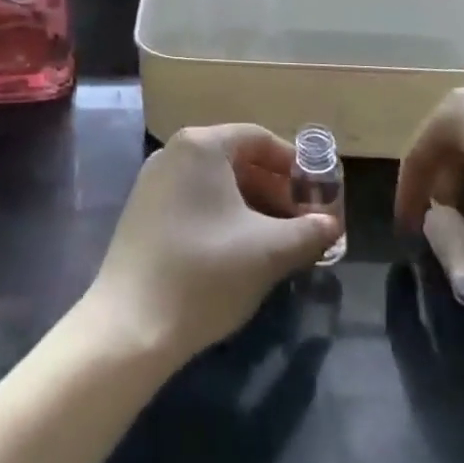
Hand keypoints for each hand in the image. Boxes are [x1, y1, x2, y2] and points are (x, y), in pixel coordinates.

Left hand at [82, 125, 340, 363]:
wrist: (131, 324)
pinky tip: (239, 251)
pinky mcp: (142, 211)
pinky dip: (222, 215)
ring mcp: (153, 181)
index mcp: (201, 145)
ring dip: (250, 205)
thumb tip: (331, 225)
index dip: (293, 165)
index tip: (317, 195)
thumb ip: (309, 233)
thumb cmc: (206, 272)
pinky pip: (193, 199)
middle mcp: (174, 152)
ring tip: (277, 241)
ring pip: (215, 182)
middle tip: (302, 222)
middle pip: (236, 158)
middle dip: (274, 188)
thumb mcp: (269, 252)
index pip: (259, 138)